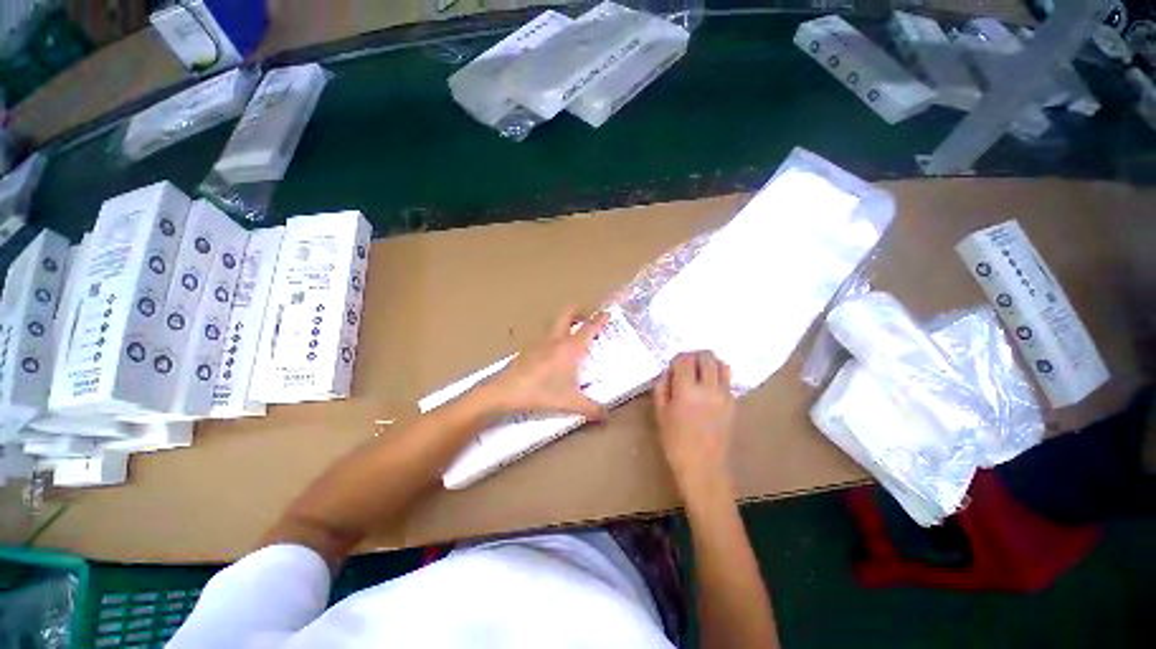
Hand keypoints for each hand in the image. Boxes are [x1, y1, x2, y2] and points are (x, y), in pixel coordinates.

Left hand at [483, 307, 609, 419]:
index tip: (607, 313)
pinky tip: (551, 354)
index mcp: (570, 348)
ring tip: (571, 335)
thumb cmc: (542, 393)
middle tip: (587, 318)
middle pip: (568, 313)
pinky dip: (551, 338)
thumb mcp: (570, 403)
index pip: (589, 327)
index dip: (600, 319)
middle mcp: (556, 339)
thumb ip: (591, 408)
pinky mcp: (527, 348)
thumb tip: (607, 415)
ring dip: (564, 323)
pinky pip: (543, 337)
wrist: (506, 391)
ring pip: (554, 323)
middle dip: (579, 311)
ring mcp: (539, 341)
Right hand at [653, 351, 735, 496]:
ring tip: (701, 376)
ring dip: (710, 365)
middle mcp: (709, 388)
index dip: (677, 360)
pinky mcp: (734, 403)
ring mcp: (725, 394)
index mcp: (687, 391)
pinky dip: (719, 379)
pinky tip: (710, 392)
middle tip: (687, 368)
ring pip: (722, 364)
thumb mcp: (661, 417)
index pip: (684, 359)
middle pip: (707, 356)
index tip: (672, 369)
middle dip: (695, 357)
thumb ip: (662, 391)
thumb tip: (667, 375)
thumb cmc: (677, 445)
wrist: (704, 466)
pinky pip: (728, 382)